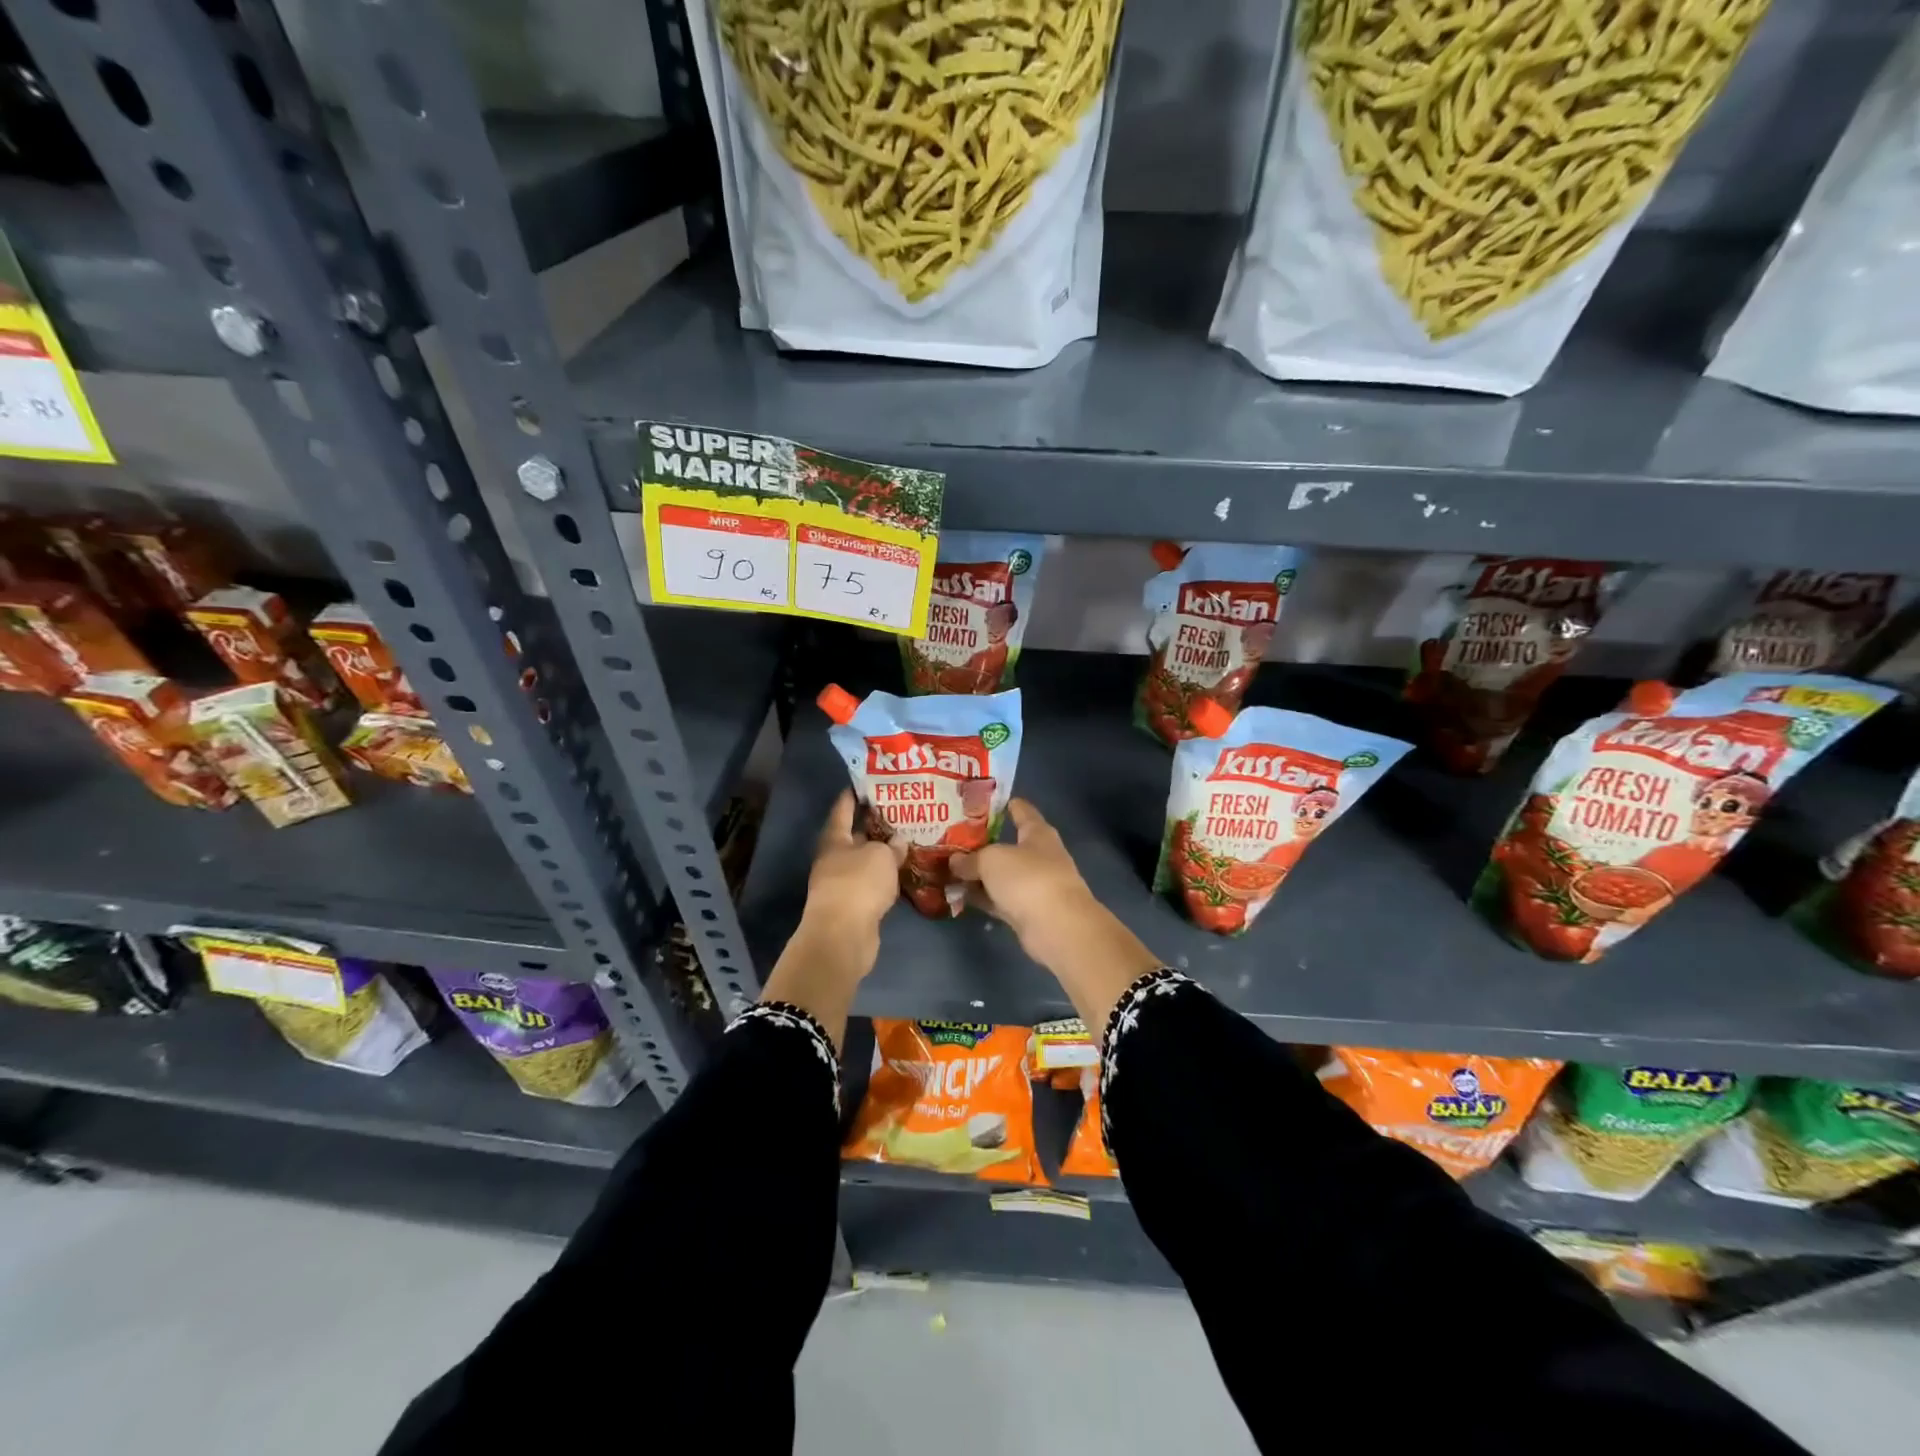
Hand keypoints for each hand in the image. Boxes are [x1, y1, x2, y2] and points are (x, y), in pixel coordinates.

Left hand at [760, 791, 904, 1049]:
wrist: (843, 936)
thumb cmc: (858, 884)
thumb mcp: (881, 856)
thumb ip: (892, 846)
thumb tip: (899, 841)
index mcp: (835, 839)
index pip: (843, 809)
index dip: (853, 795)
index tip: (867, 782)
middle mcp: (834, 859)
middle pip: (855, 836)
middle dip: (875, 826)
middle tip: (901, 812)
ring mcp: (841, 884)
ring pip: (865, 862)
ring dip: (882, 854)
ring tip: (908, 841)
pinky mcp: (853, 906)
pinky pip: (871, 884)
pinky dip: (885, 877)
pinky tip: (903, 872)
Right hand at [951, 799, 1162, 1030]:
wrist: (1057, 927)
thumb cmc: (1028, 878)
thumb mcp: (991, 860)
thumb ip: (970, 859)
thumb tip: (955, 861)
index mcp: (1037, 833)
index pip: (1021, 811)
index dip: (1003, 804)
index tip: (979, 802)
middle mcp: (1038, 856)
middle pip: (1007, 845)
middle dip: (981, 843)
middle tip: (951, 838)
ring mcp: (1034, 885)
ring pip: (1001, 875)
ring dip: (978, 874)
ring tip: (948, 868)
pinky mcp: (1027, 912)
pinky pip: (999, 899)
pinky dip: (982, 897)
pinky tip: (959, 895)